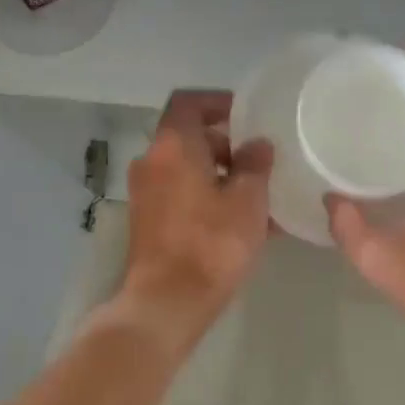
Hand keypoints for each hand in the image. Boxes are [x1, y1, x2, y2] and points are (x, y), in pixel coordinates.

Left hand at [120, 90, 274, 333]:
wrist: (168, 302)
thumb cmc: (212, 243)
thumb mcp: (248, 200)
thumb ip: (255, 164)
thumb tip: (257, 144)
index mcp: (173, 146)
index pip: (189, 102)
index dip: (218, 102)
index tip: (247, 115)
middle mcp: (152, 162)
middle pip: (188, 137)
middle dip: (225, 144)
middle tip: (259, 159)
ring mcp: (145, 193)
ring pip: (186, 169)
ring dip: (218, 173)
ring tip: (256, 193)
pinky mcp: (148, 221)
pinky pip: (180, 194)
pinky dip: (206, 196)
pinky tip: (239, 220)